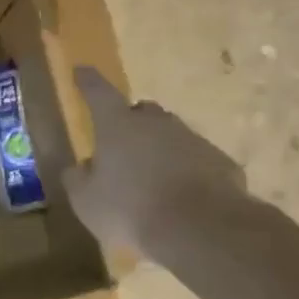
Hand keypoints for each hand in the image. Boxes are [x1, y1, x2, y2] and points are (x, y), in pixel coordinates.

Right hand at [63, 67, 250, 263]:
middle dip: (130, 123)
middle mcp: (156, 124)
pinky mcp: (220, 162)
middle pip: (141, 112)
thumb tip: (80, 167)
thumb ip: (78, 179)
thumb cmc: (130, 210)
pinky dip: (185, 171)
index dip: (87, 81)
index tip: (81, 69)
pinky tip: (181, 198)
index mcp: (118, 126)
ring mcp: (192, 140)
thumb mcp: (86, 201)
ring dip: (159, 151)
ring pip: (171, 136)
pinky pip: (196, 160)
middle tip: (122, 147)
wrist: (199, 229)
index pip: (98, 93)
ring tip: (152, 180)